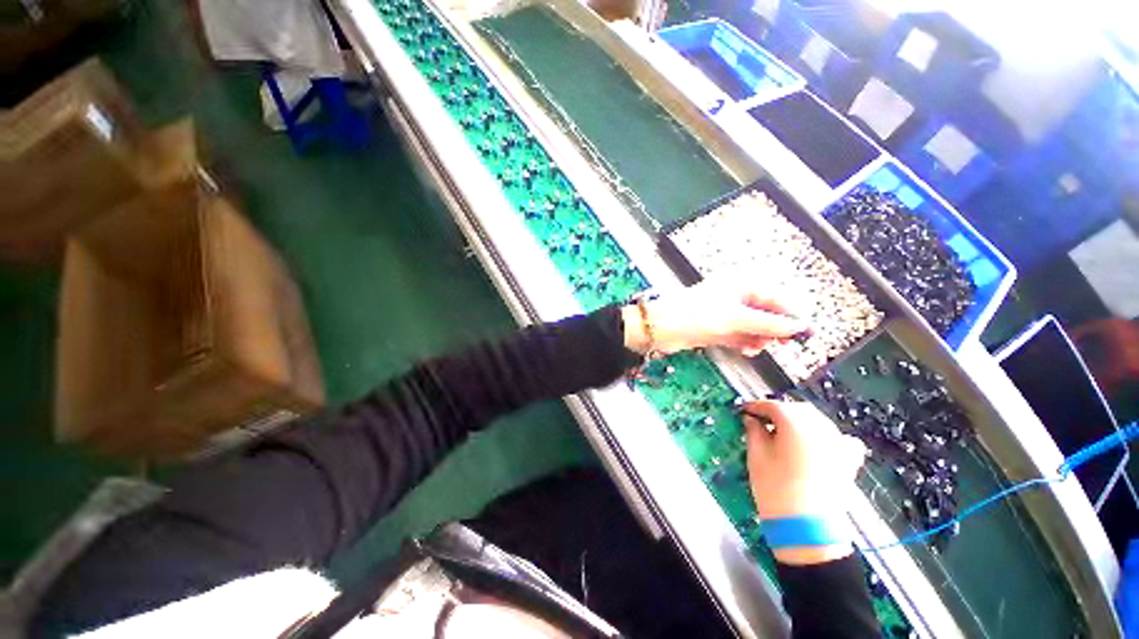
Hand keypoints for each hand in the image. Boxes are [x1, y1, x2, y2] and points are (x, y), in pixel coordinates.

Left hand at [622, 280, 808, 355]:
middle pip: (764, 312)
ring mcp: (724, 314)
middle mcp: (734, 297)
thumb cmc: (696, 315)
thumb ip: (768, 323)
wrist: (661, 328)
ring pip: (752, 326)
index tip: (806, 332)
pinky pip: (738, 335)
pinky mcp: (716, 329)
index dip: (790, 313)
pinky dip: (745, 342)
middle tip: (783, 343)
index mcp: (739, 285)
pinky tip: (748, 349)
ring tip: (759, 347)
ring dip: (759, 337)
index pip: (774, 297)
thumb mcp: (735, 318)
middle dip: (774, 328)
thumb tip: (798, 327)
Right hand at [741, 400, 866, 564]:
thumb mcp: (756, 456)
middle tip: (761, 421)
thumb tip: (751, 419)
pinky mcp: (848, 460)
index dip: (757, 406)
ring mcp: (838, 443)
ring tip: (784, 433)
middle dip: (779, 412)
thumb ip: (754, 431)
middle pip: (797, 410)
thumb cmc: (775, 488)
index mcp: (795, 423)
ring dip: (800, 421)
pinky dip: (826, 436)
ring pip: (817, 421)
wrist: (806, 528)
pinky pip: (839, 438)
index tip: (745, 410)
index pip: (773, 405)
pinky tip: (817, 444)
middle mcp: (820, 427)